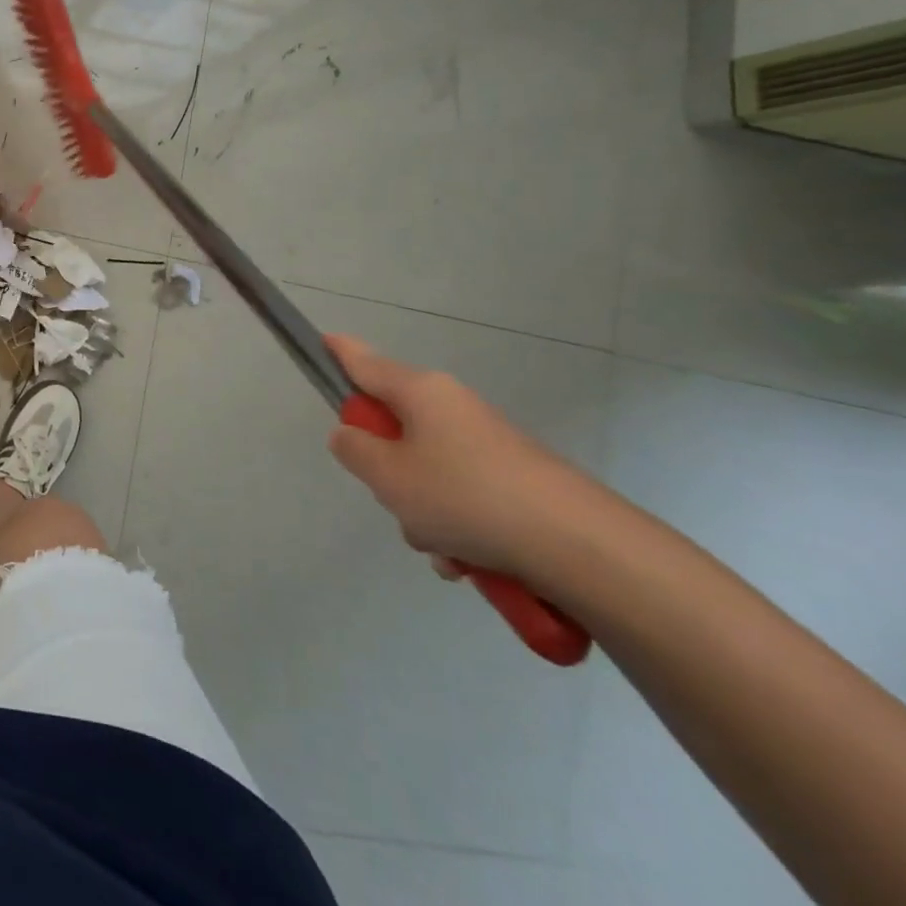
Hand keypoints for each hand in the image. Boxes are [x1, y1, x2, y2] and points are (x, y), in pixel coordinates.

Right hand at [324, 334, 596, 578]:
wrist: (583, 548)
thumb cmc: (466, 497)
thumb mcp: (386, 475)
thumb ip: (353, 449)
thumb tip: (353, 436)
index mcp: (421, 392)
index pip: (364, 362)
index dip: (338, 352)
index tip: (323, 342)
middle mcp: (454, 408)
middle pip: (395, 429)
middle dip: (386, 470)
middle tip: (392, 498)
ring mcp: (488, 445)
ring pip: (427, 472)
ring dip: (423, 512)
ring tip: (441, 548)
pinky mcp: (516, 481)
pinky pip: (463, 499)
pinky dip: (457, 529)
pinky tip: (469, 563)